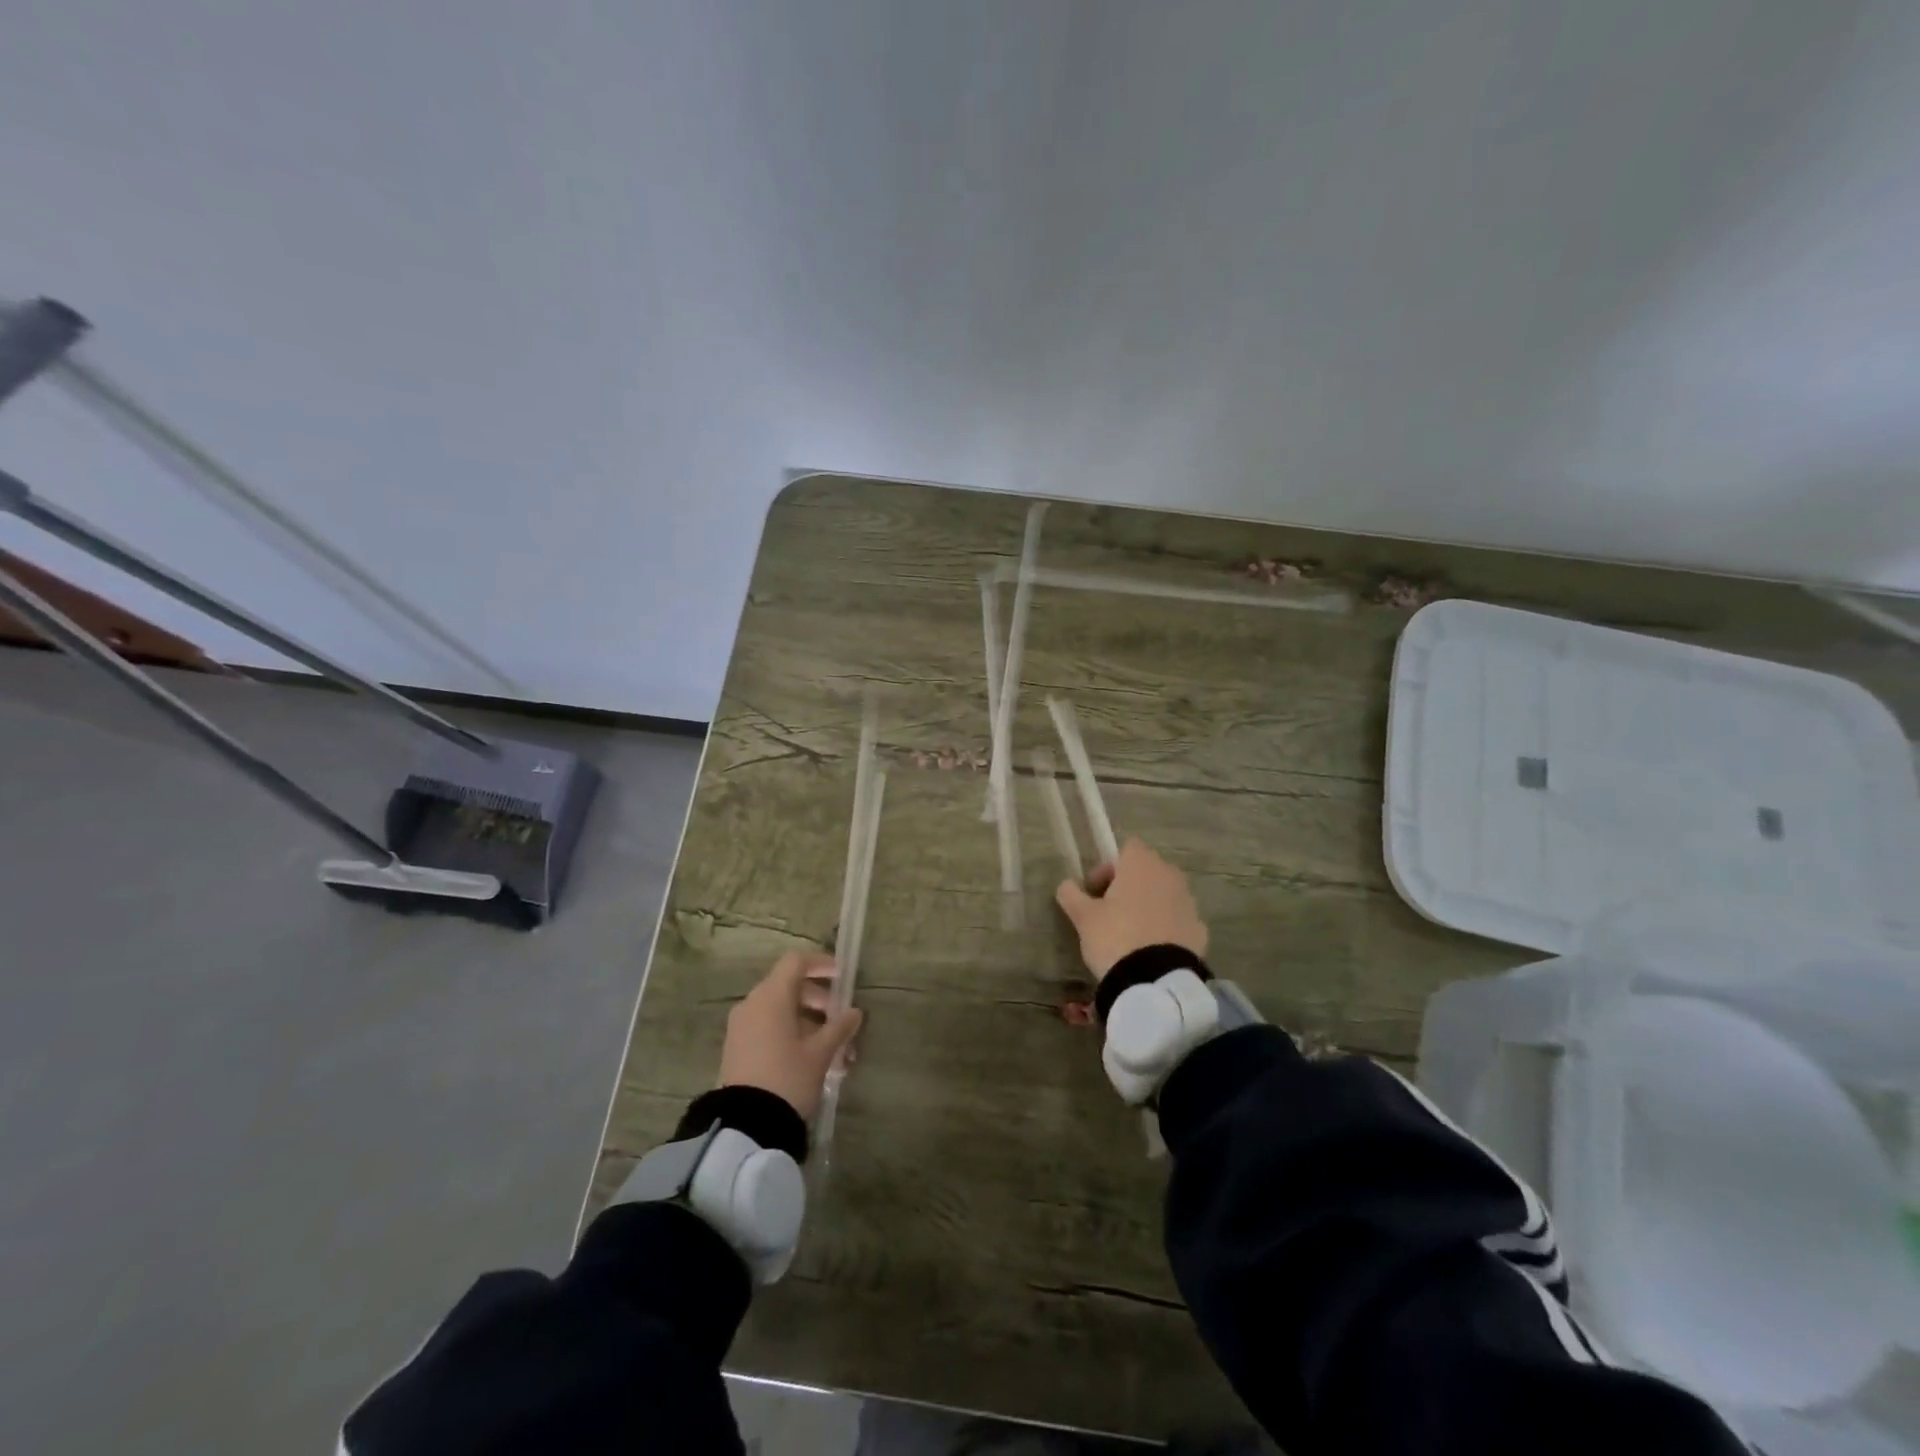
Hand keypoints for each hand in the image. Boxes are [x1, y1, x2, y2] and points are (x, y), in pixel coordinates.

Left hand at [718, 952, 864, 1120]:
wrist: (746, 1126)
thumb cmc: (787, 1078)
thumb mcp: (820, 1054)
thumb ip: (839, 1028)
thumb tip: (854, 1012)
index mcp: (771, 997)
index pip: (796, 962)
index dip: (821, 964)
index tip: (842, 976)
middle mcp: (752, 1004)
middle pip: (788, 986)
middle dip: (818, 999)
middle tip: (840, 1018)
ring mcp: (741, 1027)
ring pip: (780, 1010)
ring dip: (808, 1021)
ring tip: (833, 1049)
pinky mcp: (737, 1049)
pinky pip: (768, 1028)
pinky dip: (791, 1033)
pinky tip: (812, 1059)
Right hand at [1055, 838, 1208, 979]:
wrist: (1157, 980)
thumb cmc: (1115, 937)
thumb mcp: (1083, 917)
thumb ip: (1071, 895)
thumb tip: (1066, 885)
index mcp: (1142, 864)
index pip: (1125, 849)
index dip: (1108, 867)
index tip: (1094, 891)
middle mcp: (1170, 875)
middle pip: (1146, 871)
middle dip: (1127, 886)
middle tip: (1108, 912)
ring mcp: (1188, 902)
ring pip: (1163, 895)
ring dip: (1147, 906)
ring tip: (1129, 933)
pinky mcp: (1199, 929)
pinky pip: (1176, 919)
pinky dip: (1164, 927)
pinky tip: (1149, 949)